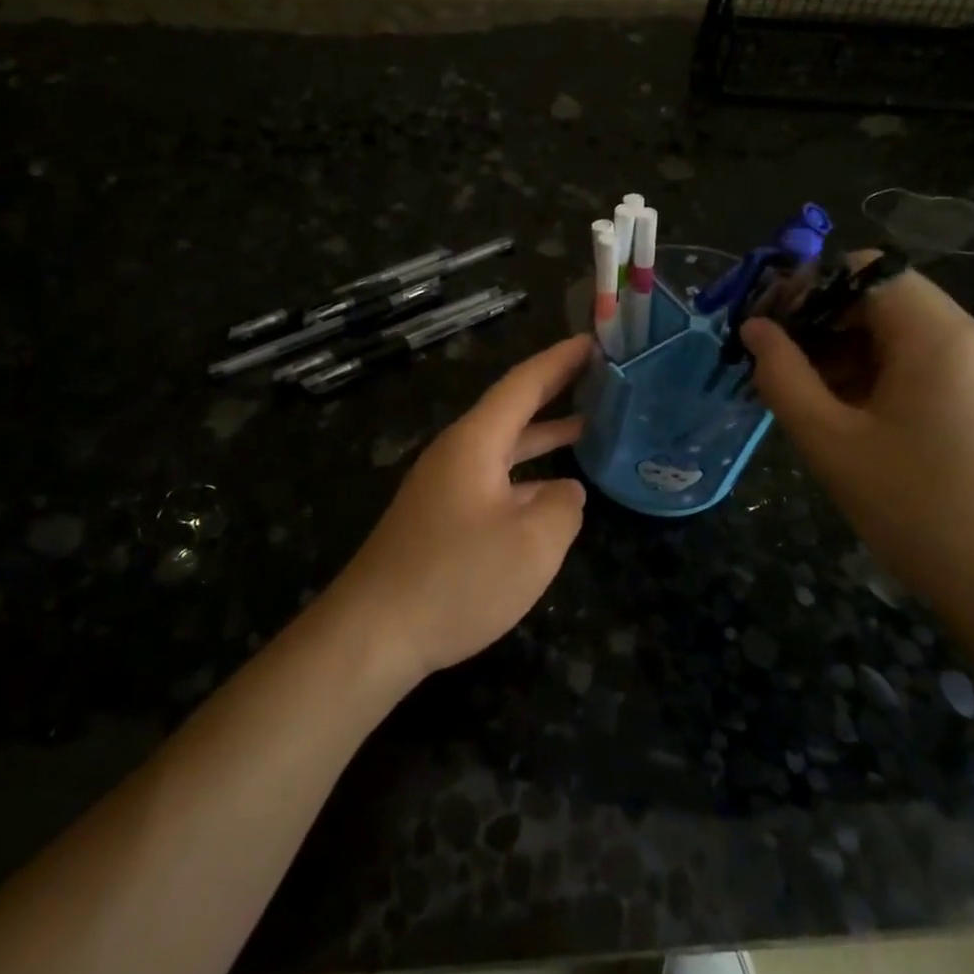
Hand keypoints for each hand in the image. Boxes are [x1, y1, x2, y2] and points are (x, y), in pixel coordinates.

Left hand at [334, 334, 590, 681]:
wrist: (374, 633)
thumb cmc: (456, 579)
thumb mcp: (532, 544)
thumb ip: (563, 507)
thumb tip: (564, 491)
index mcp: (475, 442)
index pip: (523, 384)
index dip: (560, 360)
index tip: (593, 341)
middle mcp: (457, 454)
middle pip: (512, 410)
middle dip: (554, 390)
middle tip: (599, 376)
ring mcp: (445, 487)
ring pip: (504, 449)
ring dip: (543, 436)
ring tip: (588, 426)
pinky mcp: (440, 520)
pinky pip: (494, 481)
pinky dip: (527, 476)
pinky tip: (549, 495)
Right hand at [740, 259, 973, 609]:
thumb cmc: (916, 508)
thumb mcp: (830, 441)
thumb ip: (782, 376)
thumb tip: (754, 329)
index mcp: (936, 335)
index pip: (865, 270)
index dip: (809, 288)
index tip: (768, 328)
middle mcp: (968, 338)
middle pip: (881, 298)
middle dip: (821, 323)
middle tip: (776, 368)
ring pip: (898, 333)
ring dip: (844, 352)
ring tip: (805, 399)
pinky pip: (921, 364)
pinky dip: (875, 375)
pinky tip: (847, 418)